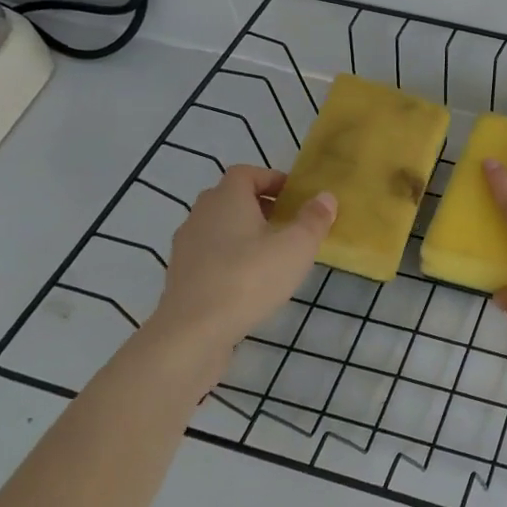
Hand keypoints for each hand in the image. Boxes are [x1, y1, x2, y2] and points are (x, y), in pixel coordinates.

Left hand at [147, 166, 335, 358]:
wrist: (193, 332)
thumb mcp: (296, 247)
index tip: (295, 196)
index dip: (271, 179)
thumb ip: (314, 219)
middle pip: (231, 198)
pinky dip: (230, 258)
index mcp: (226, 199)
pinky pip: (210, 255)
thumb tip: (325, 197)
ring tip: (273, 255)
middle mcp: (201, 215)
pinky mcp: (181, 277)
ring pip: (219, 228)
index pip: (246, 173)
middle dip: (260, 206)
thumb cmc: (249, 278)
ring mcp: (186, 247)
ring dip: (245, 233)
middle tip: (288, 224)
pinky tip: (250, 282)